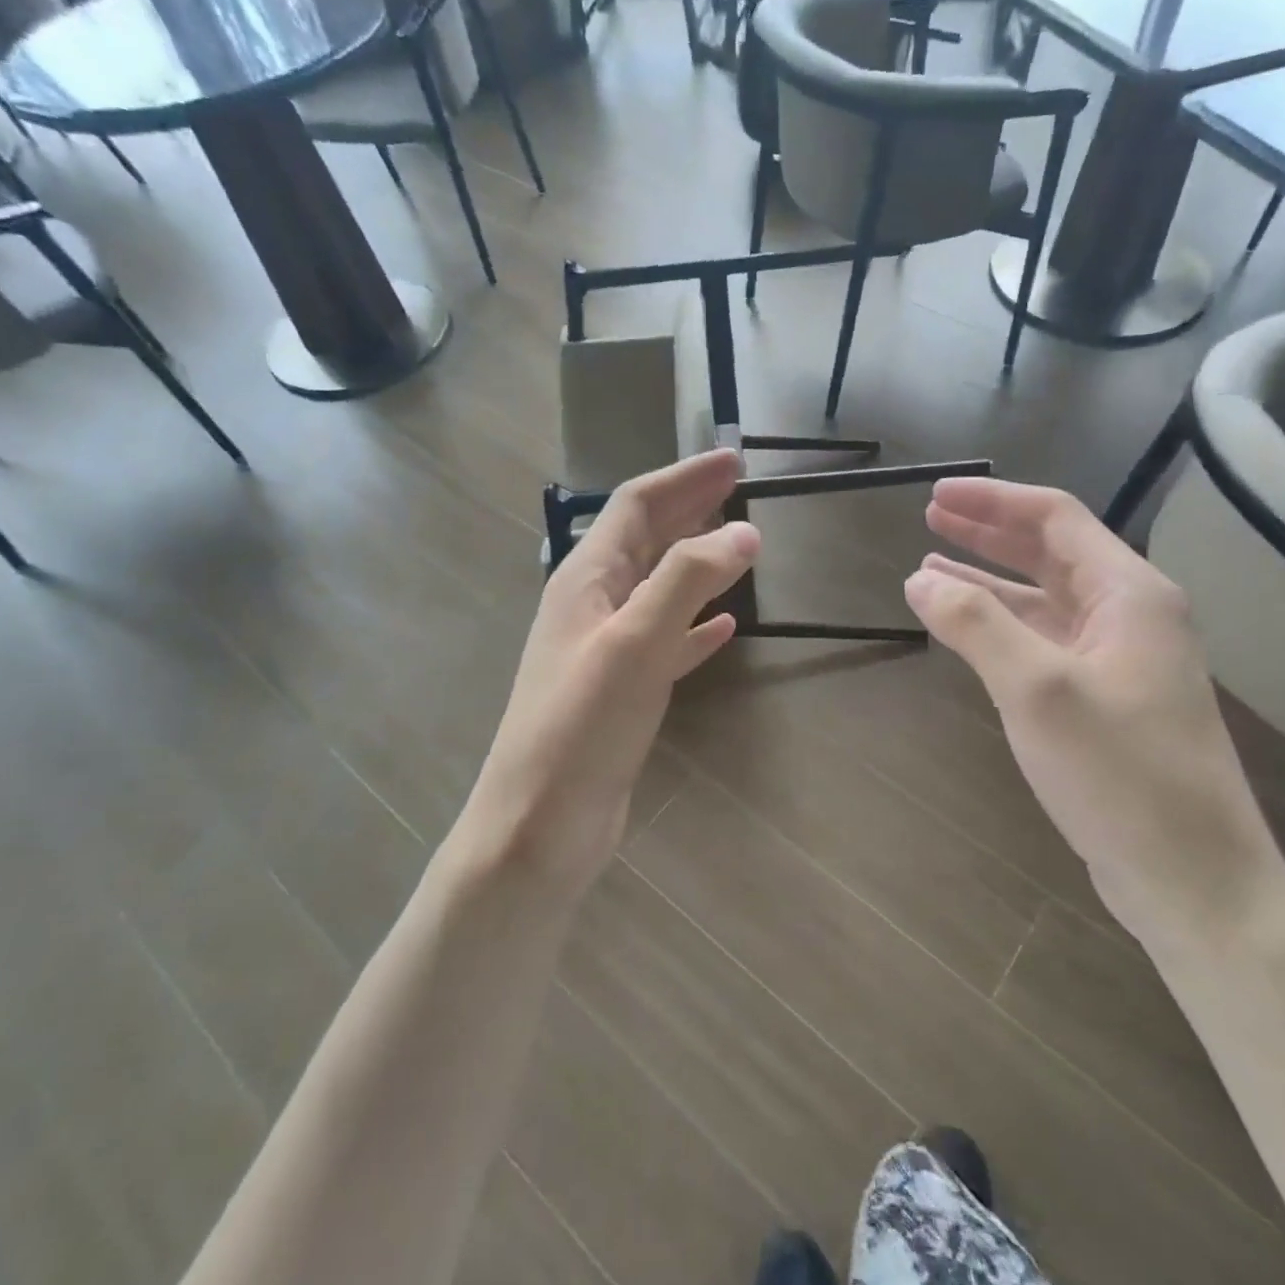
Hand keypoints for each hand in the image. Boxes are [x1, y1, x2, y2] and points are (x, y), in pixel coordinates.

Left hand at [465, 449, 758, 891]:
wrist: (540, 825)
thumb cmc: (581, 727)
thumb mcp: (635, 642)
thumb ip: (688, 579)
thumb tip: (744, 532)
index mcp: (586, 579)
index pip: (636, 505)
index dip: (684, 478)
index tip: (733, 460)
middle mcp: (592, 604)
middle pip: (646, 539)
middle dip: (690, 509)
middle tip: (739, 488)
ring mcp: (605, 648)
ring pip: (657, 587)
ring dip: (695, 560)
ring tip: (738, 545)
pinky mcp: (621, 690)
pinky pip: (665, 640)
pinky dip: (694, 624)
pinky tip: (723, 625)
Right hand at [904, 477, 1284, 949]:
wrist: (1192, 879)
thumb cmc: (1121, 775)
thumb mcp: (1038, 690)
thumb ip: (975, 626)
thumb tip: (920, 579)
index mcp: (1129, 594)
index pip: (1056, 519)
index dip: (993, 502)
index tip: (936, 496)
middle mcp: (1129, 615)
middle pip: (1051, 553)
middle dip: (988, 534)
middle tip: (931, 519)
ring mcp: (1118, 660)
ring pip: (1043, 600)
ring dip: (988, 581)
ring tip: (930, 569)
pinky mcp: (1104, 699)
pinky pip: (1044, 642)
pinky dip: (1001, 628)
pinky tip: (965, 630)